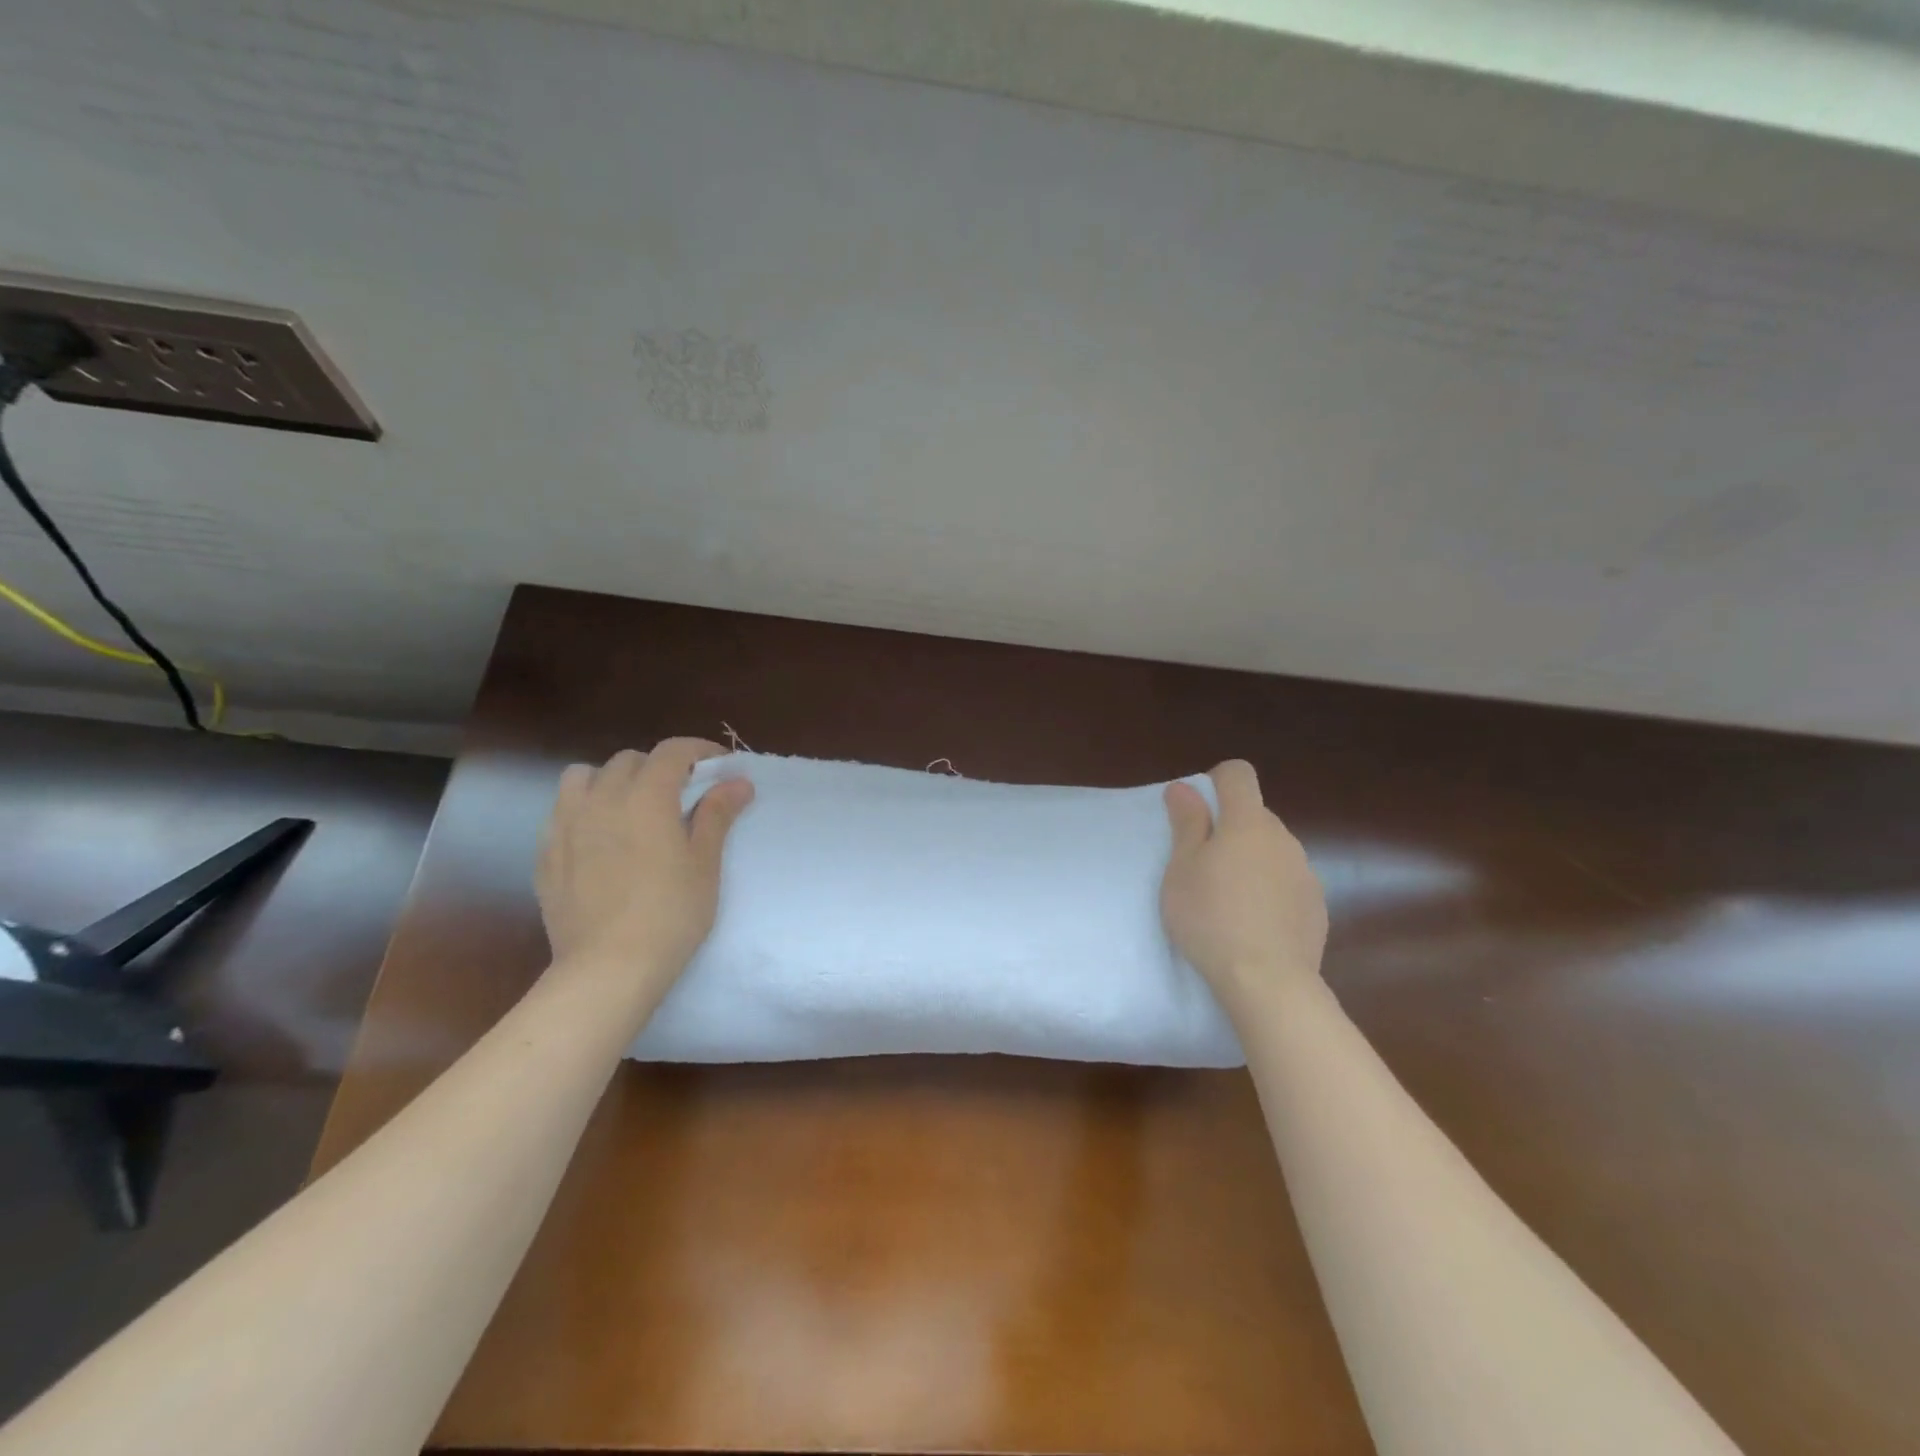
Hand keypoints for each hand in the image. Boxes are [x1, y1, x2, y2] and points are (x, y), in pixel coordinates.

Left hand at [536, 739, 753, 993]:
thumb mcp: (705, 863)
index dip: (699, 750)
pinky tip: (600, 841)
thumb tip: (737, 782)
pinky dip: (584, 811)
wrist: (608, 968)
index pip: (672, 751)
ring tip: (630, 807)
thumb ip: (717, 814)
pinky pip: (562, 813)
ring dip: (611, 780)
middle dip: (658, 766)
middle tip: (681, 793)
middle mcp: (601, 799)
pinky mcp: (546, 854)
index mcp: (646, 796)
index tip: (719, 765)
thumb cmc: (671, 913)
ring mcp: (566, 825)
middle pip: (628, 760)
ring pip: (583, 777)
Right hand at [1162, 759, 1326, 1014]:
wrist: (1268, 983)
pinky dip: (1269, 891)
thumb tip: (1185, 787)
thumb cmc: (1211, 918)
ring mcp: (1305, 873)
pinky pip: (1287, 882)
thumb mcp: (1182, 870)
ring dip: (1250, 860)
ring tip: (1227, 900)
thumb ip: (1187, 823)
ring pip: (1271, 850)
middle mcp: (1283, 838)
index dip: (1215, 782)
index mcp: (1247, 822)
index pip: (1238, 774)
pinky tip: (1253, 924)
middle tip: (1201, 866)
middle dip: (1229, 828)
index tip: (1196, 812)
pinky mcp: (1316, 907)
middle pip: (1254, 815)